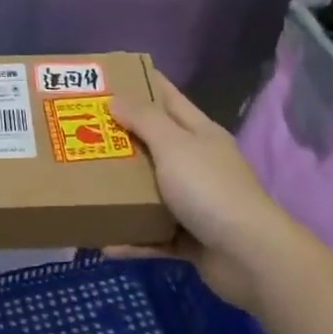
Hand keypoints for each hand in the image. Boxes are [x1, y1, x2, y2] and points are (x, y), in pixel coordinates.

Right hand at [110, 71, 279, 307]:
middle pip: (155, 145)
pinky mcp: (191, 239)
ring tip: (87, 187)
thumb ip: (145, 120)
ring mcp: (196, 203)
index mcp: (200, 134)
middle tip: (82, 132)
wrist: (250, 256)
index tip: (109, 77)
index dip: (143, 84)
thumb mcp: (174, 145)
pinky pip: (155, 236)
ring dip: (124, 193)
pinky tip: (106, 245)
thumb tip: (117, 99)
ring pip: (152, 192)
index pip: (168, 99)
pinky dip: (134, 239)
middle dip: (122, 139)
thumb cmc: (209, 189)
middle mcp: (198, 164)